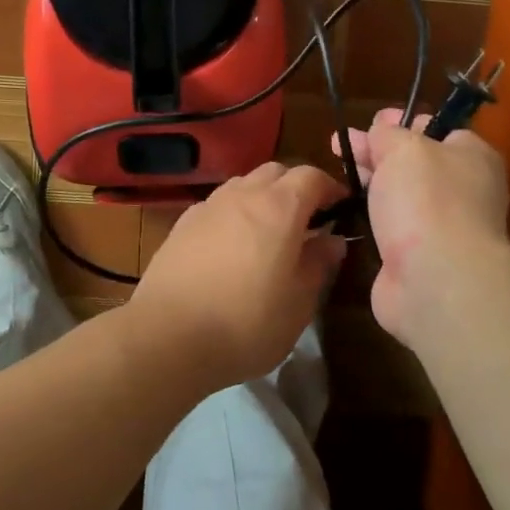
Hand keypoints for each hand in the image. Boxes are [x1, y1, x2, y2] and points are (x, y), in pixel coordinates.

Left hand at [125, 162, 348, 392]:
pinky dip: (233, 214)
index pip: (311, 177)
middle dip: (295, 187)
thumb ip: (318, 264)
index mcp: (279, 208)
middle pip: (275, 172)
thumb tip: (332, 240)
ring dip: (262, 198)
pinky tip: (231, 246)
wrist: (167, 337)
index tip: (342, 208)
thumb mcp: (298, 303)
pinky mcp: (181, 225)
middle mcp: (242, 195)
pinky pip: (217, 206)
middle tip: (307, 220)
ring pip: (243, 185)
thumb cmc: (246, 324)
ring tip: (269, 233)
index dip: (331, 188)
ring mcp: (207, 207)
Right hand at [337, 109, 509, 348]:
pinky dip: (370, 217)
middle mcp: (462, 190)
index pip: (438, 129)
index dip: (403, 121)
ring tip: (335, 174)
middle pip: (414, 162)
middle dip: (377, 151)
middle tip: (339, 144)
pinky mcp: (417, 256)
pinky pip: (391, 226)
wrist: (436, 280)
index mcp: (471, 157)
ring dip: (371, 184)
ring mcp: (440, 226)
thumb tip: (382, 131)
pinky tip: (346, 210)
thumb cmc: (427, 200)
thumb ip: (389, 133)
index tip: (371, 120)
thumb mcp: (405, 148)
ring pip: (400, 195)